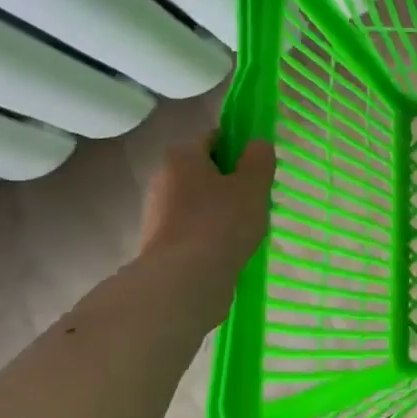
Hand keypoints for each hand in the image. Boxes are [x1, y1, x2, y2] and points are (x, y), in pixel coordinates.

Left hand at [137, 134, 275, 316]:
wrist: (184, 279)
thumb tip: (258, 144)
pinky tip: (228, 247)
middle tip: (257, 200)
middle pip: (204, 170)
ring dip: (221, 208)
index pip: (214, 138)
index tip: (259, 170)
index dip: (239, 149)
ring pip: (198, 200)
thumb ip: (259, 160)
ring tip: (246, 228)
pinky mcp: (158, 240)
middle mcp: (162, 177)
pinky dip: (210, 231)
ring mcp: (156, 210)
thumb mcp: (253, 186)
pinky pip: (192, 225)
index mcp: (182, 156)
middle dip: (230, 182)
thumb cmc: (222, 222)